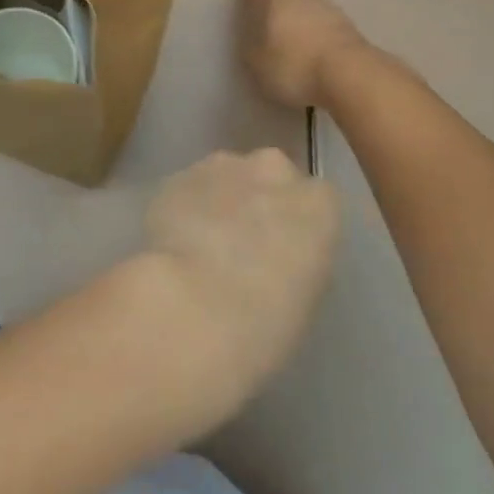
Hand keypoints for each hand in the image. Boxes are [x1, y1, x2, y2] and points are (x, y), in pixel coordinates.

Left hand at [139, 148, 340, 423]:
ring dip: (221, 202)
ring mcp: (221, 166)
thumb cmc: (261, 326)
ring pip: (227, 177)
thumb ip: (298, 261)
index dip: (299, 227)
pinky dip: (186, 209)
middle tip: (244, 247)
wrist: (187, 309)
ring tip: (203, 248)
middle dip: (260, 202)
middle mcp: (273, 171)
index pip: (318, 201)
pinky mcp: (178, 176)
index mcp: (317, 205)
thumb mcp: (304, 301)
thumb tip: (279, 258)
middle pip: (272, 176)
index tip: (286, 256)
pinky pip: (190, 189)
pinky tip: (175, 246)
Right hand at [239, 0, 371, 109]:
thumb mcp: (260, 63)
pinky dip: (324, 2)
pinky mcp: (347, 23)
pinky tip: (325, 6)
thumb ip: (254, 48)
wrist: (348, 73)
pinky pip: (329, 5)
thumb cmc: (295, 66)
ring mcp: (326, 8)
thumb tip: (253, 37)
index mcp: (274, 1)